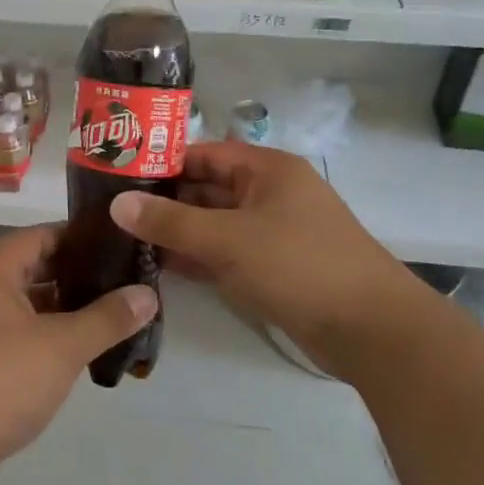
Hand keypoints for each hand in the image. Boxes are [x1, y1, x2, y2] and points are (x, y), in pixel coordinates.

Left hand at [0, 226, 156, 484]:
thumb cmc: (0, 381)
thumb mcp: (62, 346)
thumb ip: (107, 318)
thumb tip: (148, 293)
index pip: (41, 236)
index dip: (80, 236)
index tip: (121, 243)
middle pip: (35, 269)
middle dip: (78, 275)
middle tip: (125, 279)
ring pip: (29, 305)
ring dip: (66, 308)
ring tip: (113, 312)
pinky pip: (21, 334)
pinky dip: (49, 335)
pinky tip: (82, 349)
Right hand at [109, 141, 430, 366]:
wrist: (371, 330)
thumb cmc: (299, 265)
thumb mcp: (228, 239)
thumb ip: (171, 221)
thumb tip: (117, 204)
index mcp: (266, 169)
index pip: (203, 153)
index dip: (162, 161)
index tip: (117, 174)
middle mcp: (268, 193)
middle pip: (206, 188)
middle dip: (164, 200)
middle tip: (113, 210)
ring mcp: (272, 232)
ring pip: (213, 223)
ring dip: (177, 231)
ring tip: (126, 237)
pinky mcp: (273, 267)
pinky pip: (225, 252)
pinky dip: (197, 257)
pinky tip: (158, 265)